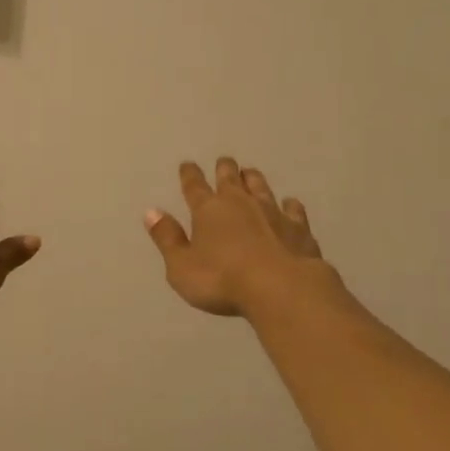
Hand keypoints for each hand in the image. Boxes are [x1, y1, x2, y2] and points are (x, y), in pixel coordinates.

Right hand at [145, 158, 344, 317]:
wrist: (282, 289)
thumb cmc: (222, 280)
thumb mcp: (181, 267)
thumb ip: (167, 239)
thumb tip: (151, 212)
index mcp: (208, 210)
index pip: (194, 186)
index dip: (189, 175)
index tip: (188, 164)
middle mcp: (240, 203)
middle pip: (230, 178)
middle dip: (225, 169)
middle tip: (224, 161)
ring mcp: (272, 213)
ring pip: (261, 187)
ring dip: (253, 179)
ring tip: (250, 172)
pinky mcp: (298, 228)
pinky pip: (293, 210)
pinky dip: (289, 205)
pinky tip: (290, 203)